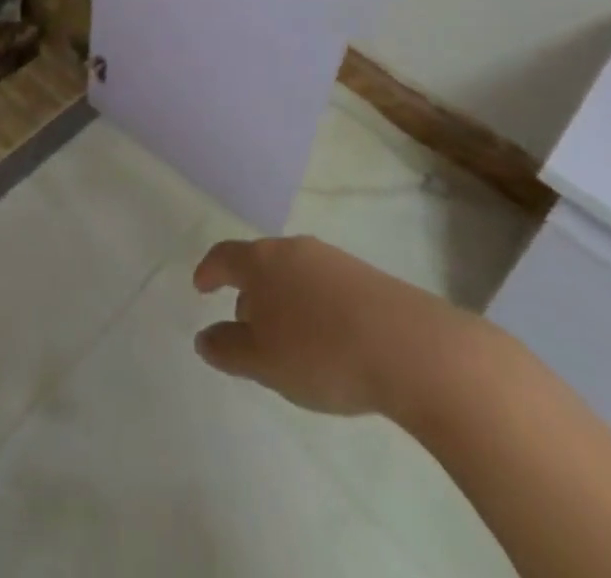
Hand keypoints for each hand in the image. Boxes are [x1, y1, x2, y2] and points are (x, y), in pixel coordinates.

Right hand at [192, 235, 486, 423]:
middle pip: (260, 263)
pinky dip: (312, 307)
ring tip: (287, 342)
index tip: (200, 286)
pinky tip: (326, 341)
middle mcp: (294, 249)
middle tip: (245, 328)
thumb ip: (229, 349)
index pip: (225, 256)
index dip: (209, 270)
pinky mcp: (365, 277)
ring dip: (282, 301)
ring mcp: (332, 259)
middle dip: (248, 292)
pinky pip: (323, 286)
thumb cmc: (322, 352)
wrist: (410, 347)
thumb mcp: (264, 362)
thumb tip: (204, 337)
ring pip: (293, 274)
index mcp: (262, 261)